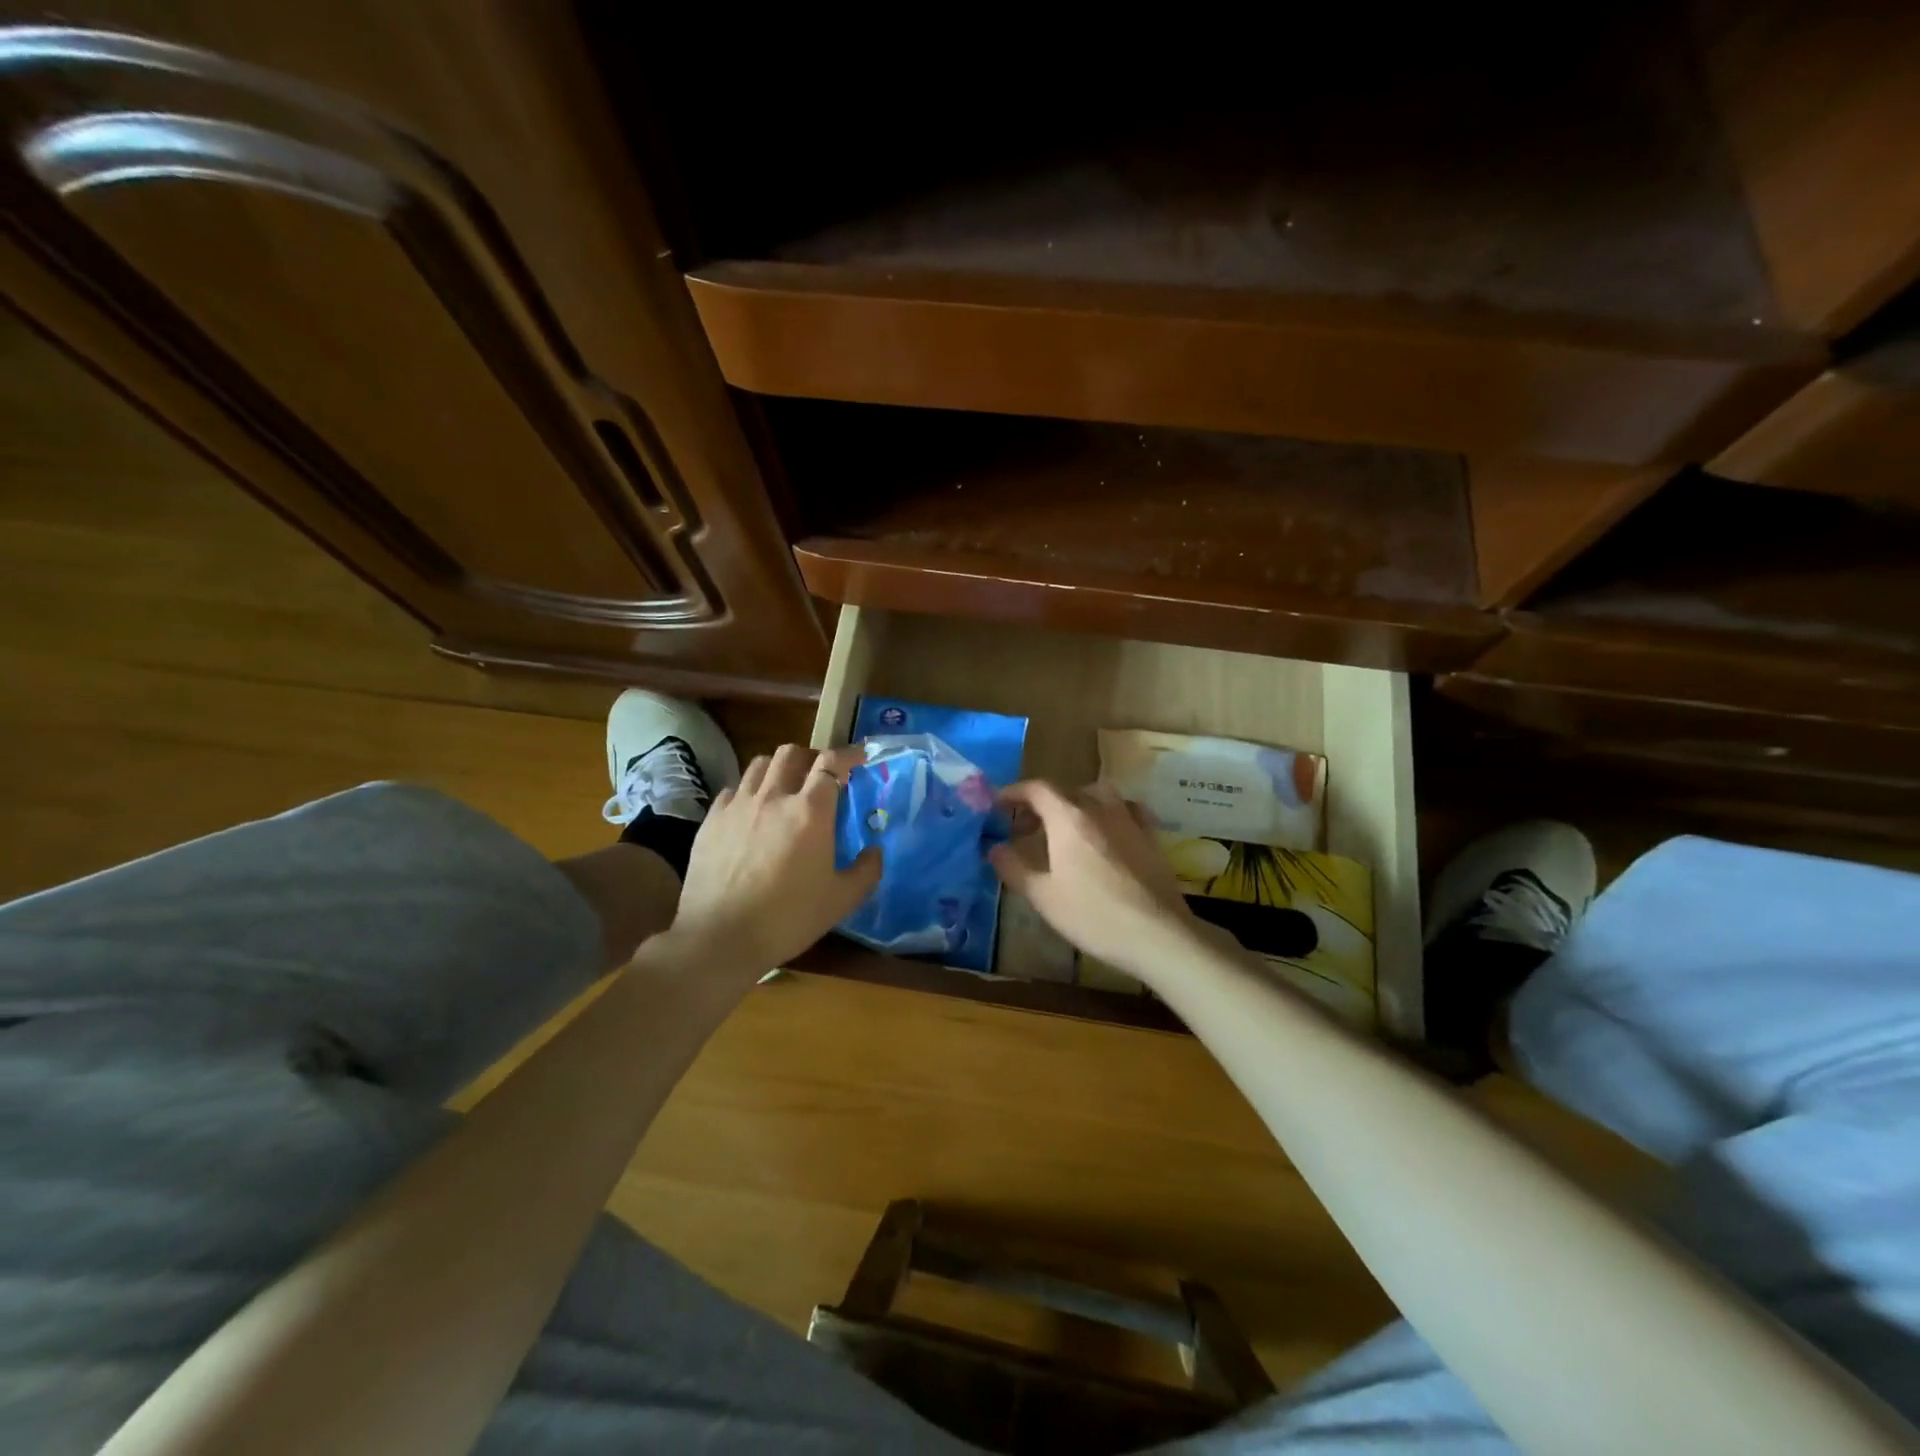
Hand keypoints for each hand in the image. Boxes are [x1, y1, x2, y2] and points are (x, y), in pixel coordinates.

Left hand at [660, 744, 880, 973]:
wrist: (720, 937)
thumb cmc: (788, 918)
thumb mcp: (841, 900)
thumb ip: (866, 871)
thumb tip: (875, 851)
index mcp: (810, 811)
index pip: (831, 763)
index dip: (848, 754)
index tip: (859, 758)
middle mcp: (774, 797)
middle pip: (792, 753)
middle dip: (812, 756)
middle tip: (821, 774)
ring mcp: (738, 806)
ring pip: (759, 764)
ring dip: (779, 768)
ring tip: (785, 786)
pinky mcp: (712, 820)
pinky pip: (733, 789)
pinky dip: (749, 790)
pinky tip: (752, 811)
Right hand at [990, 780, 1199, 975]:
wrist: (1157, 934)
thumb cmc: (1093, 915)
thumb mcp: (1043, 897)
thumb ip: (1014, 868)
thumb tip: (994, 848)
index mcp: (1068, 818)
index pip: (1037, 789)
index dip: (1014, 792)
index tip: (998, 805)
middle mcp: (1099, 808)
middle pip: (1065, 791)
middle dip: (1040, 804)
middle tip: (1025, 830)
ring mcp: (1129, 819)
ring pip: (1097, 795)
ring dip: (1076, 804)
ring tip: (1066, 828)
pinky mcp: (1150, 835)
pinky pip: (1125, 809)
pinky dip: (1108, 813)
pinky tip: (1107, 832)